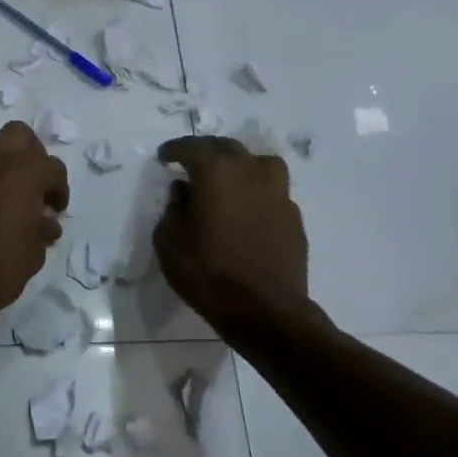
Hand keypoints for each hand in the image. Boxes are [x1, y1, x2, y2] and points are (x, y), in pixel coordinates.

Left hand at [0, 122, 69, 337]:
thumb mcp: (33, 254)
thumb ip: (41, 228)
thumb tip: (42, 221)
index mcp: (22, 174)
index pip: (52, 167)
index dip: (59, 189)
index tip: (55, 210)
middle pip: (19, 136)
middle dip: (31, 157)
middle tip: (32, 188)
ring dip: (1, 166)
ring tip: (3, 198)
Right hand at [154, 136, 314, 341]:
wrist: (264, 309)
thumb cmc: (208, 273)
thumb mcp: (170, 242)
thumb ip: (173, 209)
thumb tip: (183, 191)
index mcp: (216, 172)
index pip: (192, 147)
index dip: (175, 149)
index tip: (164, 156)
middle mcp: (250, 172)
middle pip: (227, 147)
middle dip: (206, 151)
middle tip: (191, 162)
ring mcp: (278, 193)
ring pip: (259, 163)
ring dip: (239, 165)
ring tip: (227, 179)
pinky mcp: (293, 216)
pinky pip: (272, 191)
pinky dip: (256, 192)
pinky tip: (247, 209)